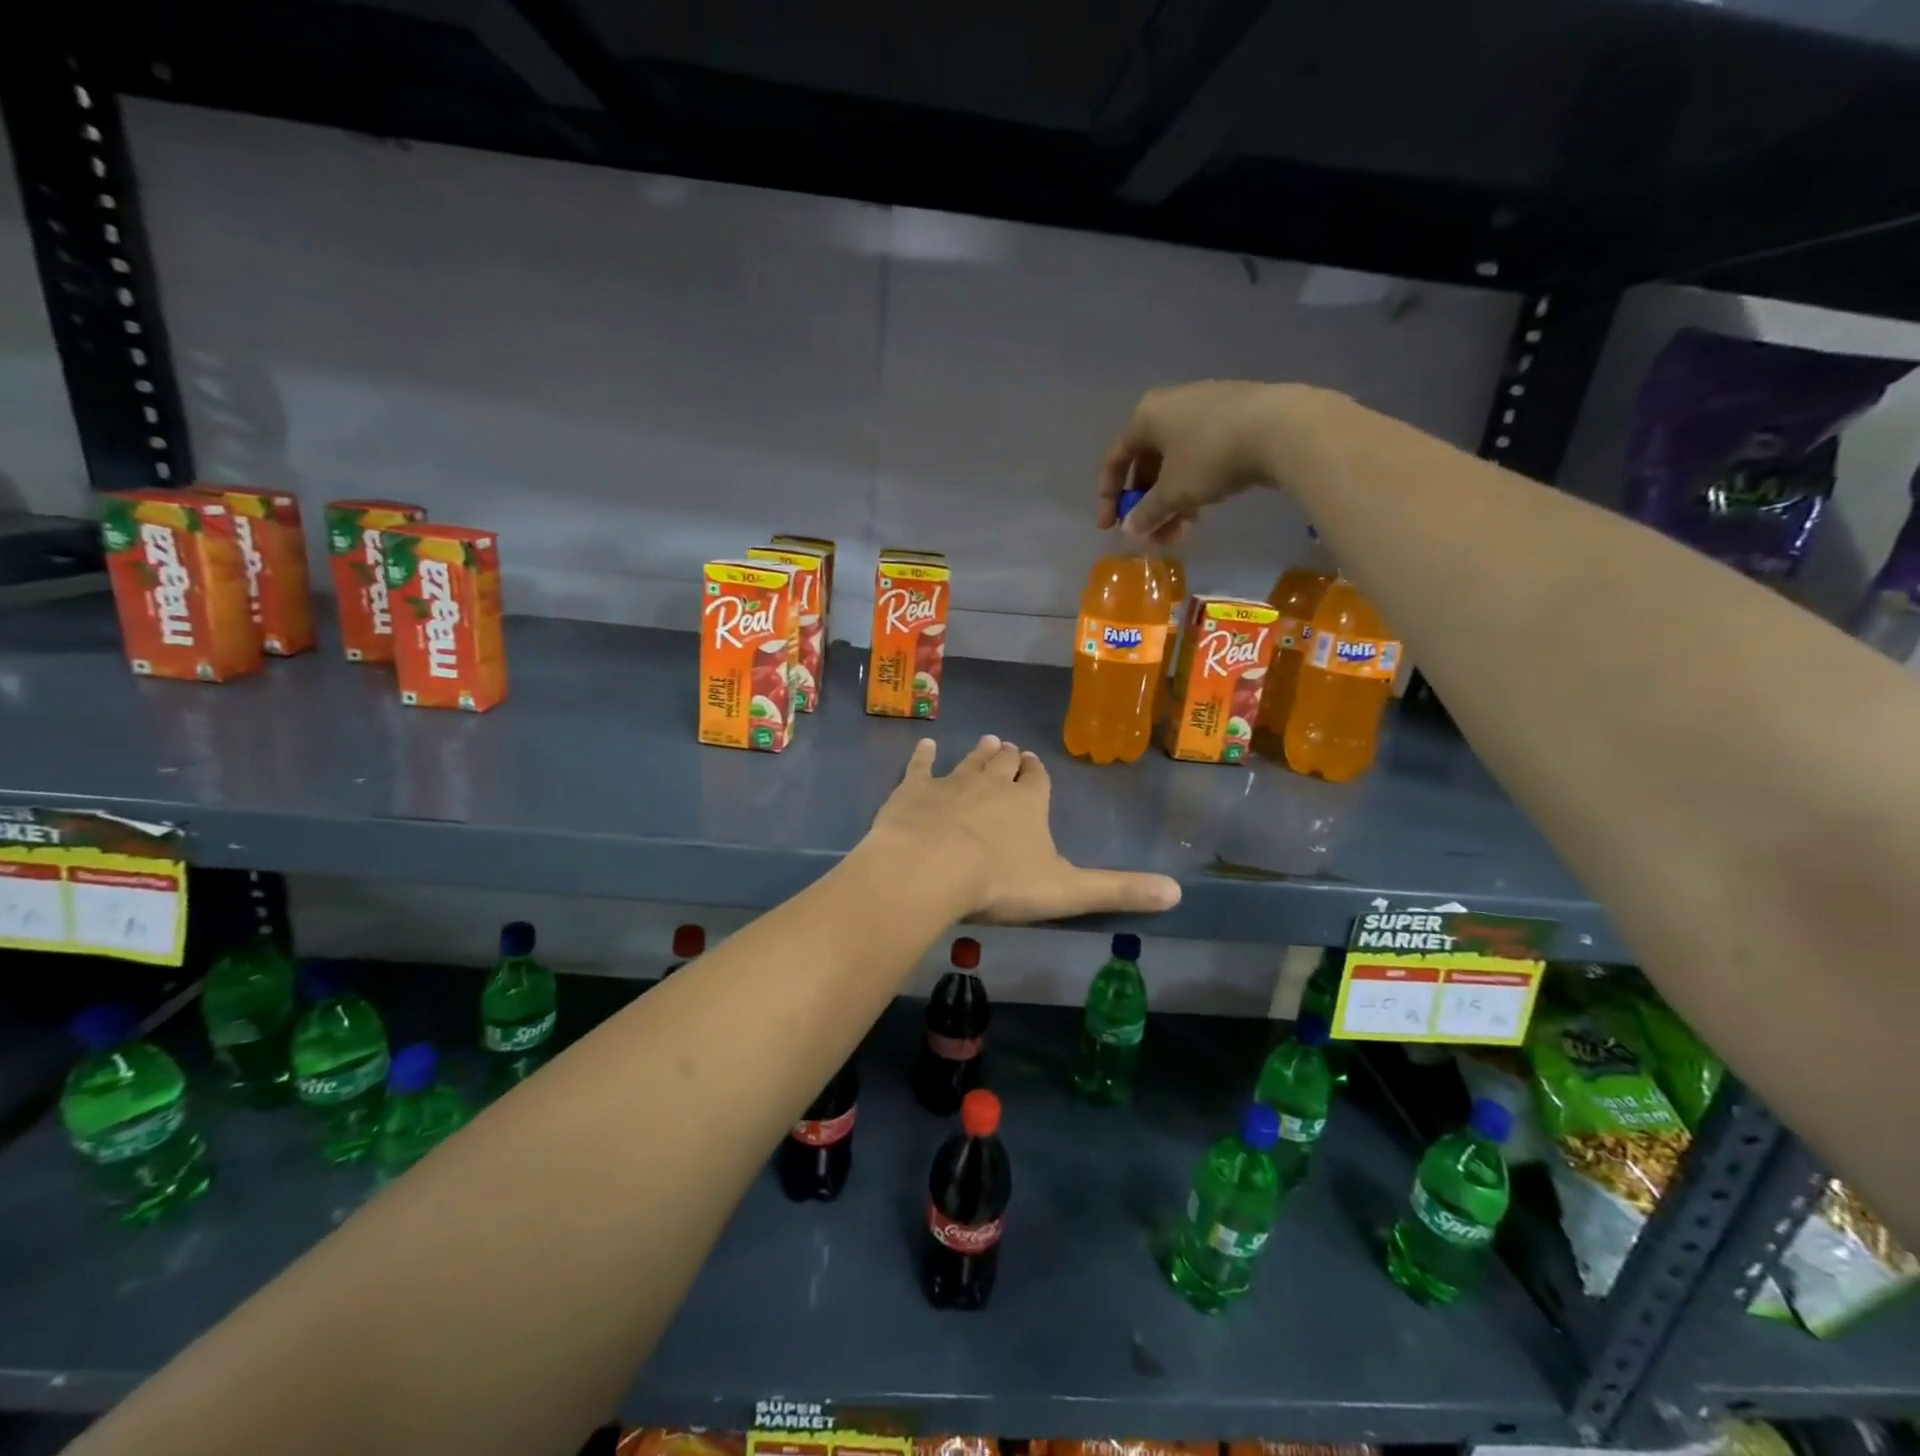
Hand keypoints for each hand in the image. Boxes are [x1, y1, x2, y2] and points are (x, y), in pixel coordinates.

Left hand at [862, 736, 1181, 923]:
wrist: (931, 868)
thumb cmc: (1000, 882)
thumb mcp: (1067, 891)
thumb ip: (1118, 891)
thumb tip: (1177, 893)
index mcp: (1029, 804)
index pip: (1038, 782)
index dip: (1037, 774)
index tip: (1034, 763)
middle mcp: (992, 785)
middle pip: (1004, 766)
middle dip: (1009, 758)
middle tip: (1009, 748)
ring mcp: (951, 783)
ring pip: (969, 762)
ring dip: (979, 753)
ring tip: (986, 740)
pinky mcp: (913, 790)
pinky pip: (919, 766)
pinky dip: (923, 755)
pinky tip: (925, 744)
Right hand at [1098, 380, 1331, 544]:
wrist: (1281, 428)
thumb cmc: (1210, 456)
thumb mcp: (1173, 492)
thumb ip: (1146, 513)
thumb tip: (1129, 530)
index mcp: (1146, 416)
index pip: (1116, 459)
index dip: (1108, 497)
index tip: (1110, 528)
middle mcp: (1171, 405)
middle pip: (1147, 463)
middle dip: (1147, 505)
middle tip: (1152, 535)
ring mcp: (1205, 408)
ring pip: (1176, 463)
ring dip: (1171, 502)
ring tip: (1181, 532)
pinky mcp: (1234, 417)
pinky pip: (1200, 456)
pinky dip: (1194, 486)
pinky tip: (1202, 511)